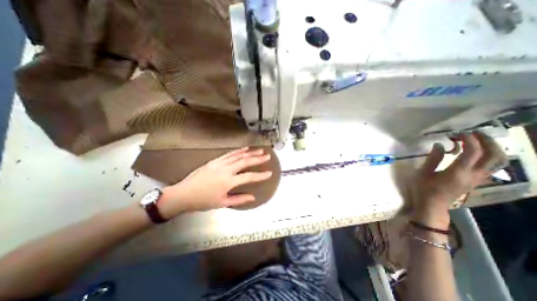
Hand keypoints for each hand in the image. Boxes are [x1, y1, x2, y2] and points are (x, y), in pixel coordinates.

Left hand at [158, 147, 270, 215]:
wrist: (183, 194)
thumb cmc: (203, 201)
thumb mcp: (222, 203)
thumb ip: (239, 199)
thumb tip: (253, 197)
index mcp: (228, 182)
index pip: (249, 177)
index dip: (260, 175)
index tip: (269, 173)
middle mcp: (225, 170)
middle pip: (245, 161)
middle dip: (257, 158)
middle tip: (267, 156)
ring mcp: (219, 163)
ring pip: (238, 155)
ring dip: (250, 152)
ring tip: (259, 150)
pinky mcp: (214, 160)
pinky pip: (229, 154)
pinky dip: (238, 151)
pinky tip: (245, 149)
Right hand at [414, 131, 508, 227]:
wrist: (433, 205)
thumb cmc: (424, 188)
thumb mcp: (423, 173)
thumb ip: (433, 158)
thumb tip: (440, 145)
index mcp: (458, 172)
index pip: (473, 152)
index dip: (468, 140)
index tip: (458, 134)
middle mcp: (473, 175)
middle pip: (493, 155)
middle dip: (486, 141)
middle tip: (472, 133)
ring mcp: (477, 179)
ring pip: (498, 161)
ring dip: (492, 148)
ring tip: (478, 140)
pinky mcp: (477, 181)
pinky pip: (492, 167)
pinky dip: (490, 156)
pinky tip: (478, 153)